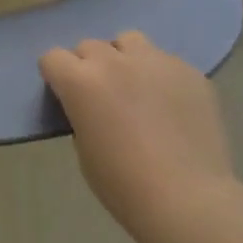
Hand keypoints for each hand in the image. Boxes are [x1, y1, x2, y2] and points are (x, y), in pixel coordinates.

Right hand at [40, 32, 235, 238]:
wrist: (190, 201)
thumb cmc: (125, 186)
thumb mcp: (84, 149)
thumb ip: (82, 113)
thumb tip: (92, 105)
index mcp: (80, 81)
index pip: (52, 57)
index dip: (56, 76)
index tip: (65, 96)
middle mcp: (114, 61)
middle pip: (89, 46)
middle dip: (89, 67)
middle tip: (103, 97)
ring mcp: (155, 61)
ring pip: (129, 41)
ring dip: (125, 59)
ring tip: (137, 88)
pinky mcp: (189, 71)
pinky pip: (165, 61)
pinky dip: (160, 76)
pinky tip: (172, 105)